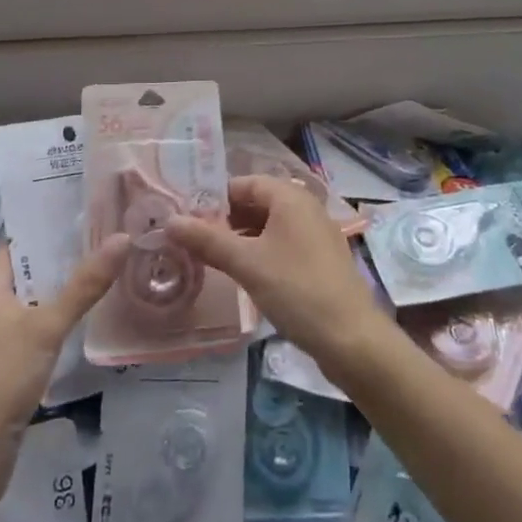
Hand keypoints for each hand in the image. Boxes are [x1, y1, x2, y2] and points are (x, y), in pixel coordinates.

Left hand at [0, 236, 129, 503]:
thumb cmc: (3, 377)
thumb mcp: (47, 326)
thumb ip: (85, 284)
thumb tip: (123, 237)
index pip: (15, 242)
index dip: (44, 223)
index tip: (82, 209)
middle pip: (28, 270)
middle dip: (62, 254)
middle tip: (105, 234)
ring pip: (34, 300)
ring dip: (62, 287)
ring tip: (104, 266)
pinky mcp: (7, 363)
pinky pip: (35, 326)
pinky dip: (58, 316)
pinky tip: (86, 314)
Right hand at [166, 175, 388, 374]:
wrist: (351, 338)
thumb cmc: (296, 290)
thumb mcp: (247, 263)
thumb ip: (207, 240)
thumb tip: (170, 221)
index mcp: (290, 197)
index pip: (244, 183)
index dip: (214, 199)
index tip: (186, 220)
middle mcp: (305, 207)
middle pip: (256, 203)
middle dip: (225, 219)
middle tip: (193, 242)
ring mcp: (315, 234)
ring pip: (269, 225)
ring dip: (241, 238)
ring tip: (211, 259)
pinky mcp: (319, 259)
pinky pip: (282, 244)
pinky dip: (260, 252)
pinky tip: (243, 274)